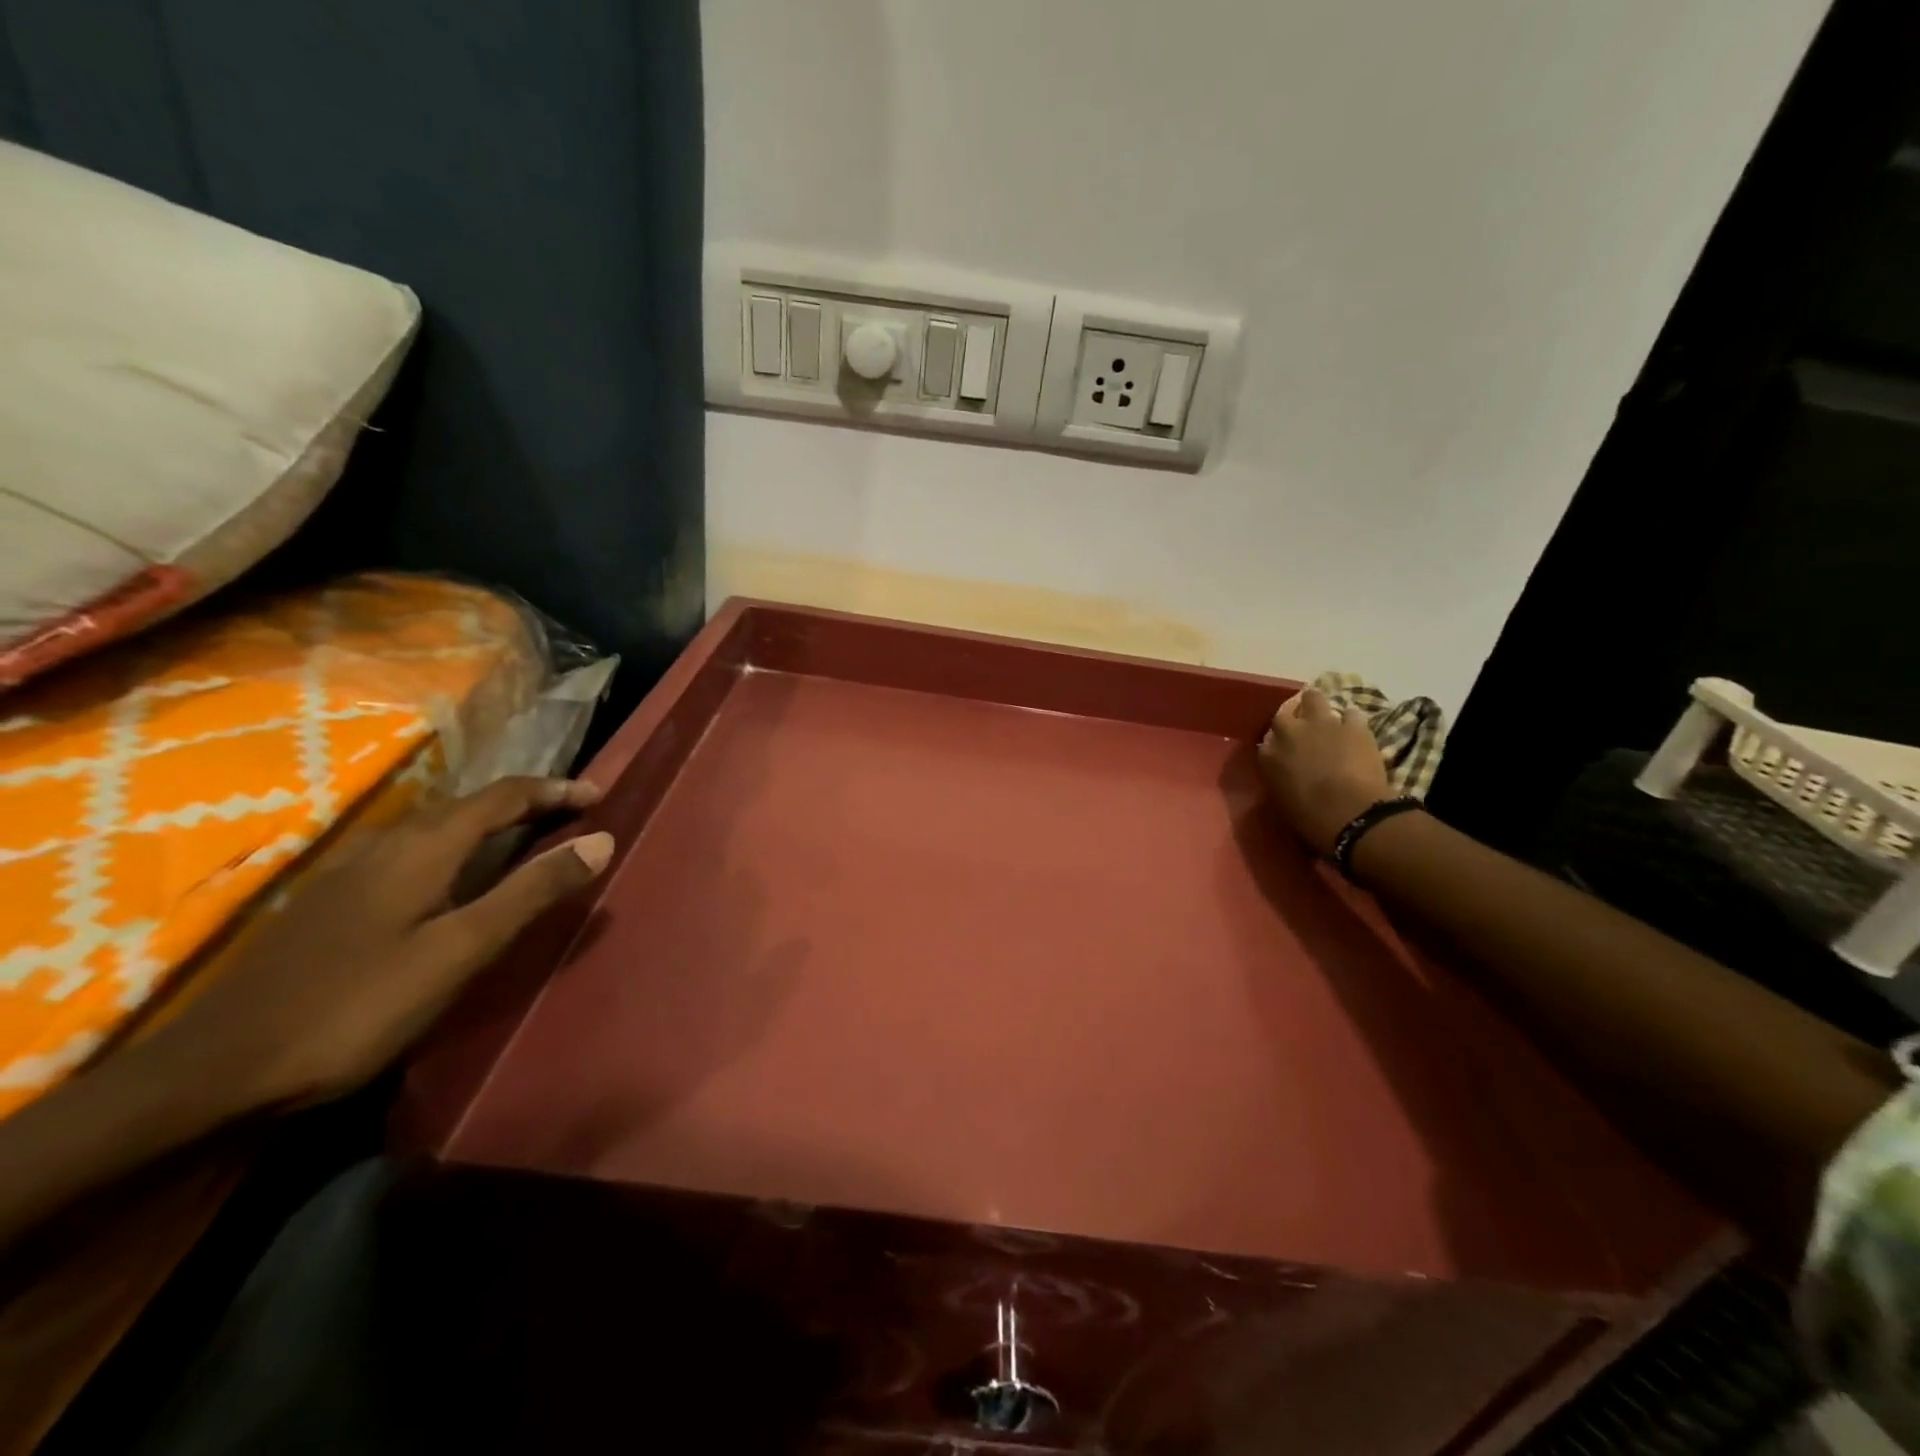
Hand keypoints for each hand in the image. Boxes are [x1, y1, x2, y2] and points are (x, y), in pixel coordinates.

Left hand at [137, 776, 614, 1111]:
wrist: (216, 1069)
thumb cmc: (357, 1006)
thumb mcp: (461, 950)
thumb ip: (531, 892)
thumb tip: (602, 840)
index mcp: (423, 848)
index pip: (502, 796)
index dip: (554, 790)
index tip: (599, 794)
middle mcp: (388, 845)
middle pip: (468, 804)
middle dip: (525, 801)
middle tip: (572, 814)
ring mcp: (353, 873)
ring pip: (436, 826)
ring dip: (489, 821)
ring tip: (526, 837)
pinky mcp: (334, 902)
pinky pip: (413, 851)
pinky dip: (455, 846)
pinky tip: (454, 878)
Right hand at [1257, 687, 1390, 855]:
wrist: (1349, 813)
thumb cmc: (1310, 817)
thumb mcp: (1282, 800)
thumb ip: (1280, 778)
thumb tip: (1285, 772)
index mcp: (1268, 755)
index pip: (1266, 740)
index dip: (1277, 743)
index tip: (1284, 751)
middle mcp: (1289, 732)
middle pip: (1285, 713)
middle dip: (1293, 718)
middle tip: (1304, 730)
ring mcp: (1321, 724)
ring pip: (1314, 697)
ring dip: (1318, 706)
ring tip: (1327, 718)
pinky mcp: (1353, 725)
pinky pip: (1352, 713)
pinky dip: (1352, 720)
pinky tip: (1356, 729)